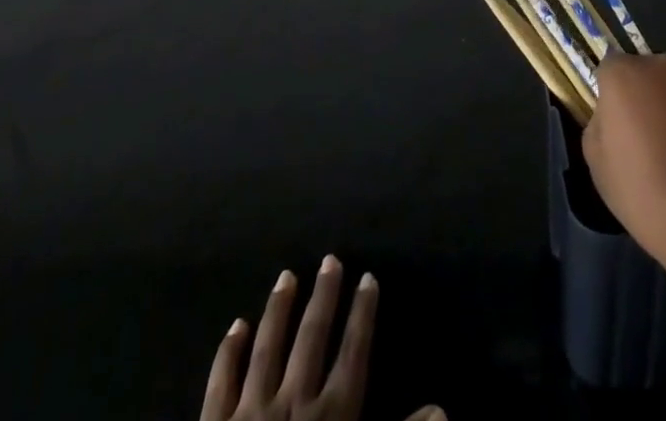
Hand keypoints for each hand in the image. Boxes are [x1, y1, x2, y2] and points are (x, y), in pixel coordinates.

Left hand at [199, 258, 442, 420]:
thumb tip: (442, 408)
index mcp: (332, 414)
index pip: (353, 352)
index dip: (363, 314)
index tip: (369, 277)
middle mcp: (294, 401)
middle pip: (312, 337)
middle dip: (324, 297)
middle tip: (330, 260)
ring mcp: (252, 411)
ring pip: (268, 348)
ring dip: (279, 310)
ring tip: (287, 276)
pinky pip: (223, 382)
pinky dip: (229, 352)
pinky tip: (237, 325)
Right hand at [581, 53, 665, 255]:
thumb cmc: (649, 195)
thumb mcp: (599, 166)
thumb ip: (600, 126)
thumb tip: (613, 117)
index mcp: (625, 75)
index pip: (611, 70)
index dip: (615, 98)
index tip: (621, 129)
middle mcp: (665, 65)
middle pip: (650, 75)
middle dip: (650, 100)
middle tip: (655, 144)